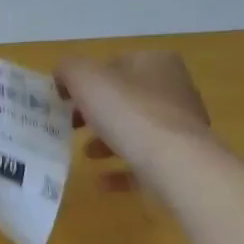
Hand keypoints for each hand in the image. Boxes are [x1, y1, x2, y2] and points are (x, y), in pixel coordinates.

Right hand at [54, 51, 213, 192]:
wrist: (176, 164)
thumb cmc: (130, 113)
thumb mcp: (86, 78)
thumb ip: (68, 69)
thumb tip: (62, 75)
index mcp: (156, 62)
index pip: (113, 64)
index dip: (85, 80)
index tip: (63, 100)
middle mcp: (174, 89)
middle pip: (124, 98)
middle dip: (94, 113)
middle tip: (70, 125)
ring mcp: (180, 126)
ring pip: (135, 130)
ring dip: (107, 141)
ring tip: (86, 153)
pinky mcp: (181, 159)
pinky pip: (144, 162)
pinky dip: (122, 169)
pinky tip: (102, 181)